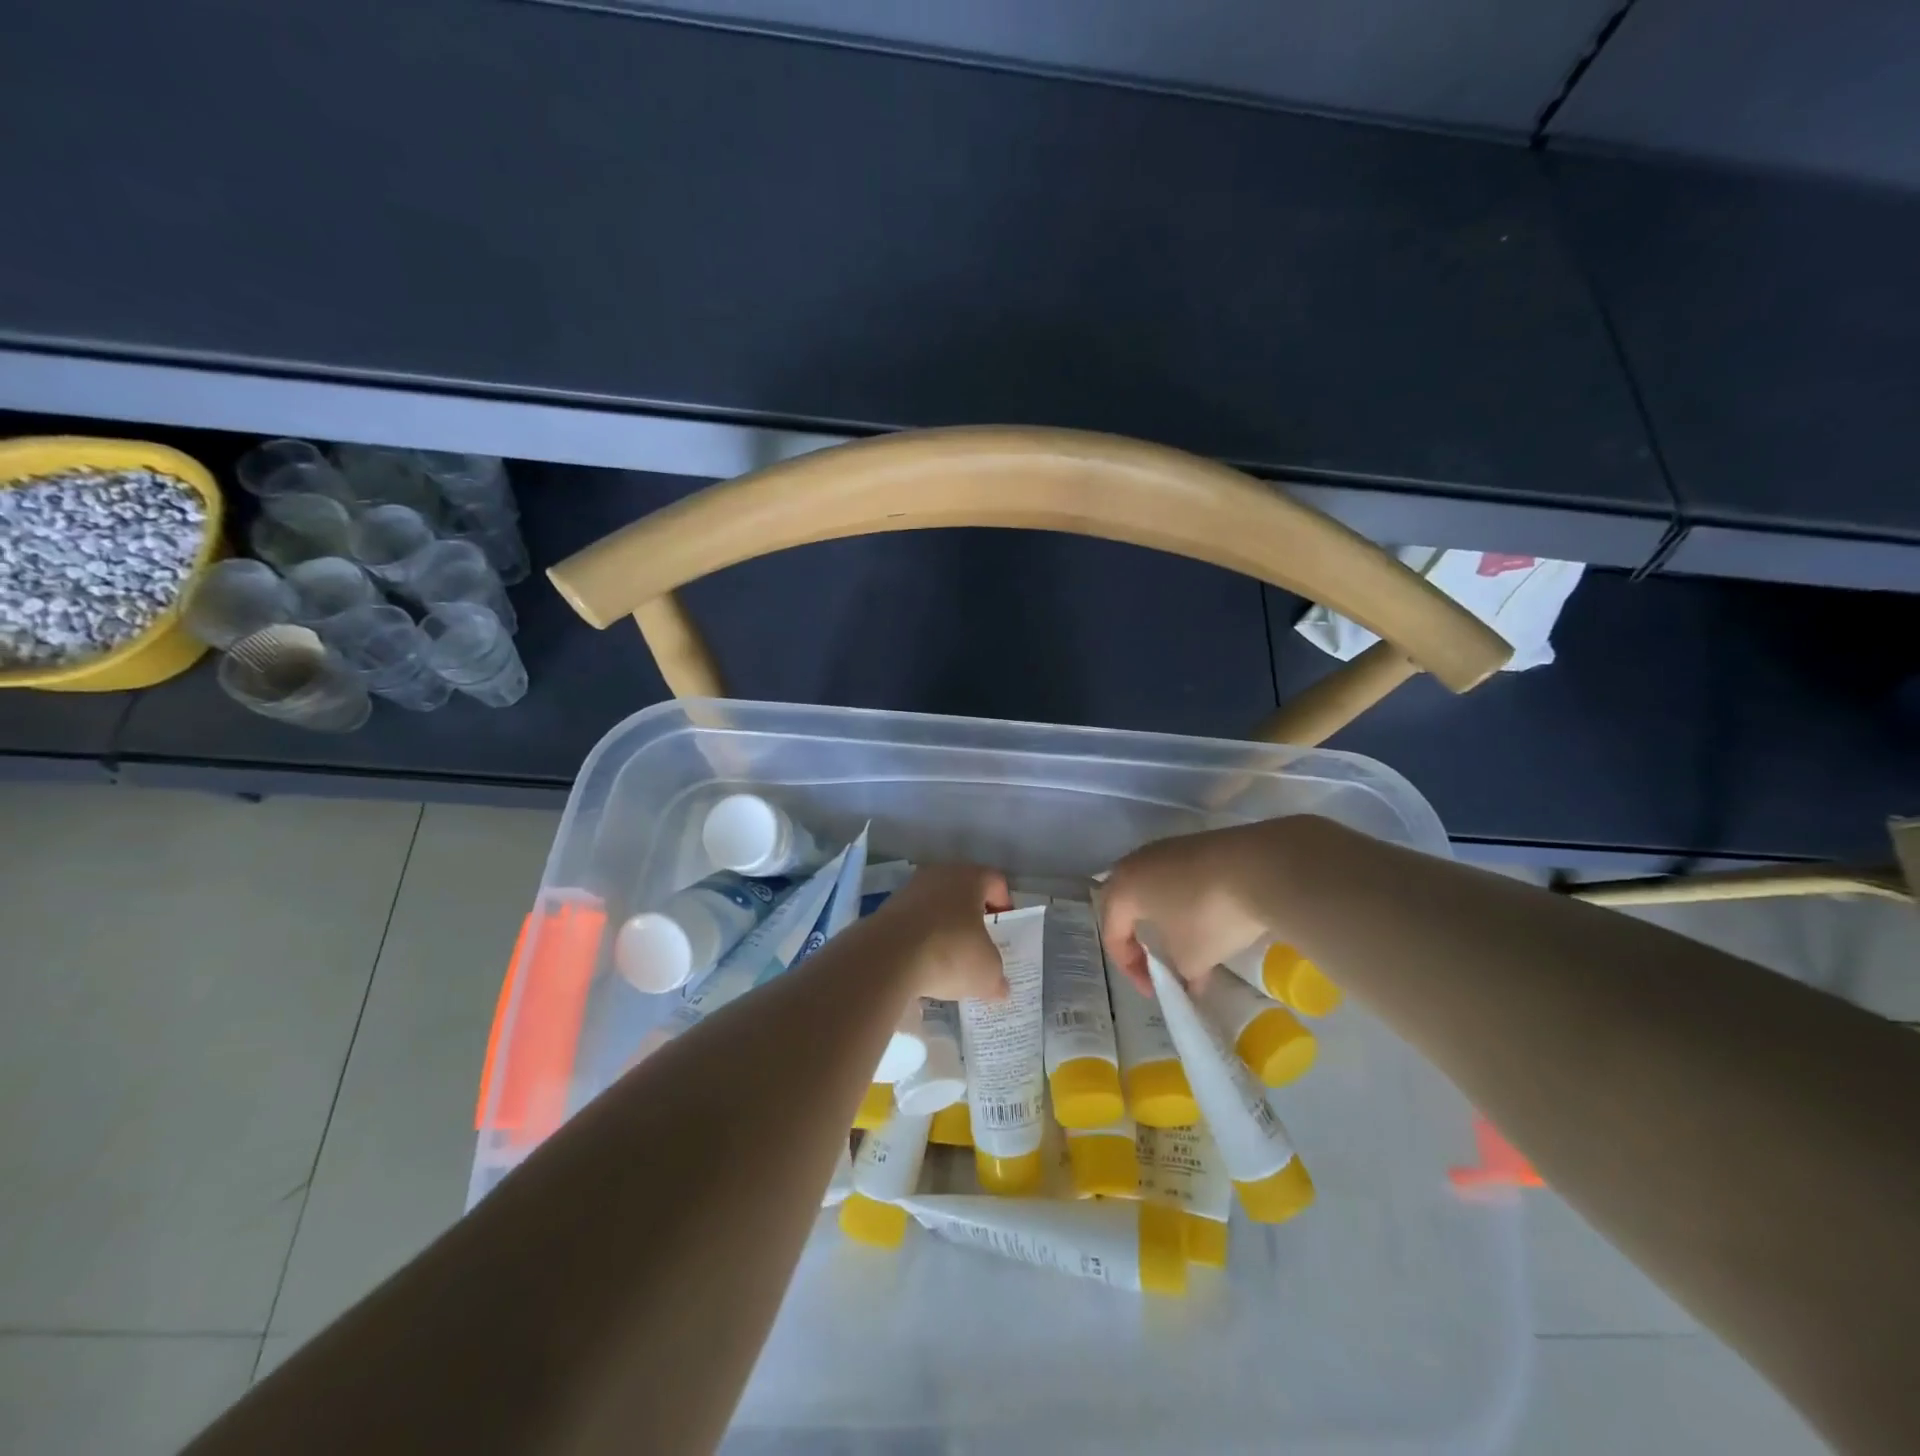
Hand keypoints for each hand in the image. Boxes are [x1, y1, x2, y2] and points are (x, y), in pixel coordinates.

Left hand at [868, 863, 1012, 1001]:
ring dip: (944, 925)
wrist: (888, 957)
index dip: (1004, 905)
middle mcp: (940, 874)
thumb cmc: (950, 952)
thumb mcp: (986, 972)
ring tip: (948, 956)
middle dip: (972, 915)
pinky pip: (913, 919)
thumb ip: (997, 977)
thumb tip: (1000, 988)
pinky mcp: (886, 908)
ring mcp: (909, 889)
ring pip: (936, 903)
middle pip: (963, 890)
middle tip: (979, 943)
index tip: (1002, 931)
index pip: (996, 881)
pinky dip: (920, 936)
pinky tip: (922, 961)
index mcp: (970, 878)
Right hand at [1099, 822, 1291, 992]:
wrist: (1261, 867)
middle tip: (1156, 961)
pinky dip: (1185, 898)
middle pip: (1126, 904)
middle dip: (1138, 935)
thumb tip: (1189, 981)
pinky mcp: (1196, 842)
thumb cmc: (1209, 916)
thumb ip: (1181, 973)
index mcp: (1123, 889)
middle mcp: (1136, 862)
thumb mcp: (1191, 958)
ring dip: (1163, 916)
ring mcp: (1167, 847)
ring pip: (1152, 886)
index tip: (1154, 989)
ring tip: (1186, 940)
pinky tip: (1209, 915)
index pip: (1112, 933)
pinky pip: (1178, 876)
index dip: (1129, 968)